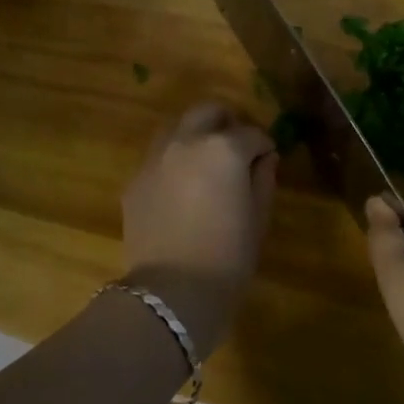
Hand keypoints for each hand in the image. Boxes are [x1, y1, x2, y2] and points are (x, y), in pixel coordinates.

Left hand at [121, 103, 278, 357]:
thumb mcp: (259, 218)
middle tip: (237, 146)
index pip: (251, 133)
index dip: (264, 145)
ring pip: (178, 128)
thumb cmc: (228, 257)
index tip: (268, 158)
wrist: (172, 292)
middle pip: (208, 112)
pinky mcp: (135, 179)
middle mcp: (187, 141)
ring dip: (196, 135)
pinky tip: (181, 189)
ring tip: (206, 163)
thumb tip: (265, 158)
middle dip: (226, 122)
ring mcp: (155, 158)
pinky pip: (158, 157)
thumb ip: (264, 179)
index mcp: (224, 148)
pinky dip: (174, 161)